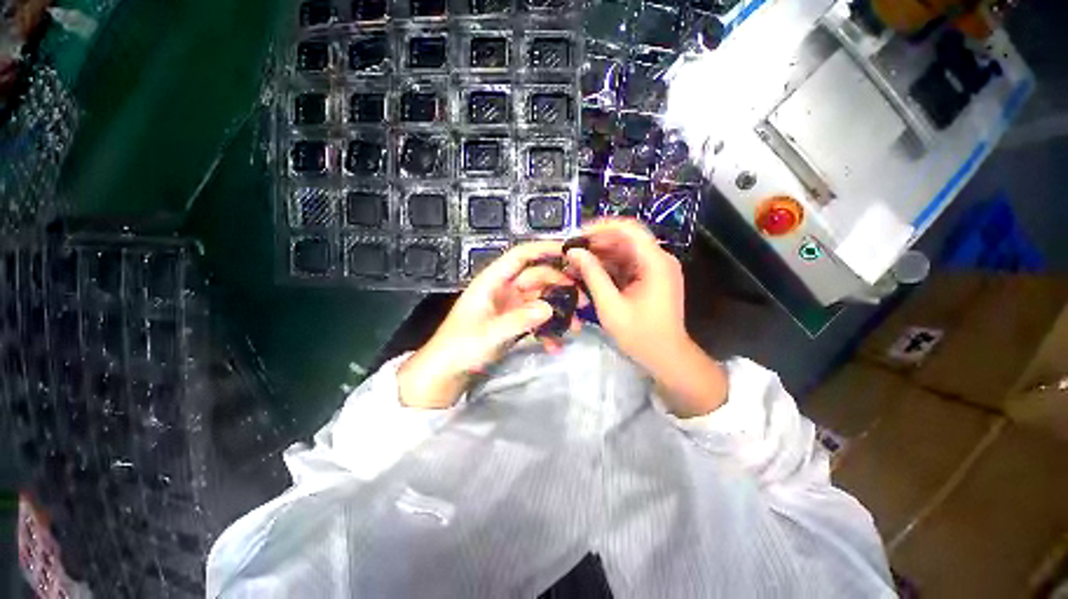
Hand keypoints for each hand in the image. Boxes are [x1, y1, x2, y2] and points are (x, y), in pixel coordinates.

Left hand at [397, 241, 581, 408]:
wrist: (444, 375)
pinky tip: (555, 345)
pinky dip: (547, 330)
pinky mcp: (512, 324)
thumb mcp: (490, 334)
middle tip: (583, 301)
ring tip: (577, 326)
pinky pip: (535, 320)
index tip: (571, 253)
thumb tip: (550, 308)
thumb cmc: (460, 348)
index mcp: (492, 282)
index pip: (520, 255)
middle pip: (536, 278)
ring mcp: (509, 308)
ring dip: (558, 310)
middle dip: (560, 286)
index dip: (544, 249)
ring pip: (540, 300)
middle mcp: (502, 290)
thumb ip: (519, 320)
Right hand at [565, 219, 687, 370]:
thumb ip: (592, 275)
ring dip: (601, 254)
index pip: (629, 229)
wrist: (666, 357)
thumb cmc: (640, 334)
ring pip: (625, 251)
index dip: (602, 227)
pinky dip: (609, 266)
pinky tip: (591, 271)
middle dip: (598, 242)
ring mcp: (657, 268)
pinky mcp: (652, 277)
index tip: (578, 234)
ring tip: (577, 262)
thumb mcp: (610, 305)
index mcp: (655, 262)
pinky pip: (628, 264)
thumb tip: (574, 252)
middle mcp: (659, 259)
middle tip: (573, 251)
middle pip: (626, 239)